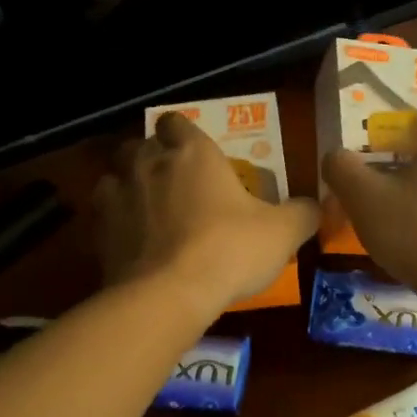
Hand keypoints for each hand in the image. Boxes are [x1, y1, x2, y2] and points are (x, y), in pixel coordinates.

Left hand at [95, 112, 318, 318]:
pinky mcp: (99, 231)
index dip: (182, 133)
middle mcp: (149, 164)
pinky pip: (102, 214)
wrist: (170, 293)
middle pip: (139, 145)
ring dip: (128, 186)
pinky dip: (114, 221)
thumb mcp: (283, 232)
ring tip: (147, 209)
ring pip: (114, 175)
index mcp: (193, 153)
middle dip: (152, 157)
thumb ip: (302, 213)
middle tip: (173, 182)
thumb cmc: (230, 249)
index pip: (176, 122)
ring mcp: (118, 195)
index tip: (194, 151)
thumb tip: (317, 205)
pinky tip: (131, 241)